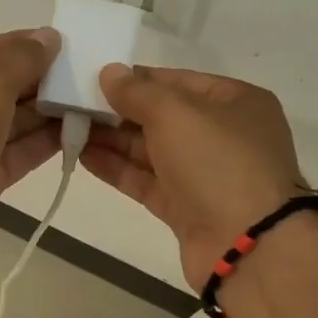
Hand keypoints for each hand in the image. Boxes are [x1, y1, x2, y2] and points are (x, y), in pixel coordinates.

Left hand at [0, 28, 61, 233]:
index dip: (17, 45)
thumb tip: (48, 37)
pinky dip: (40, 142)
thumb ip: (20, 58)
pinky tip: (73, 131)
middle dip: (34, 81)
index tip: (55, 43)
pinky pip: (12, 153)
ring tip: (82, 100)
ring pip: (6, 122)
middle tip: (75, 73)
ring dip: (42, 112)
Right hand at [82, 64, 309, 287]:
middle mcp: (222, 135)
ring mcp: (203, 175)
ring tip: (70, 128)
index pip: (177, 81)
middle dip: (118, 111)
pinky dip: (117, 169)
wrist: (247, 245)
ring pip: (151, 151)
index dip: (136, 79)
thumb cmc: (218, 162)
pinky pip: (146, 181)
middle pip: (162, 117)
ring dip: (112, 140)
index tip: (94, 78)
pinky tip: (84, 156)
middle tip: (73, 105)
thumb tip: (110, 73)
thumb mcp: (176, 113)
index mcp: (235, 102)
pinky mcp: (185, 208)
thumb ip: (138, 92)